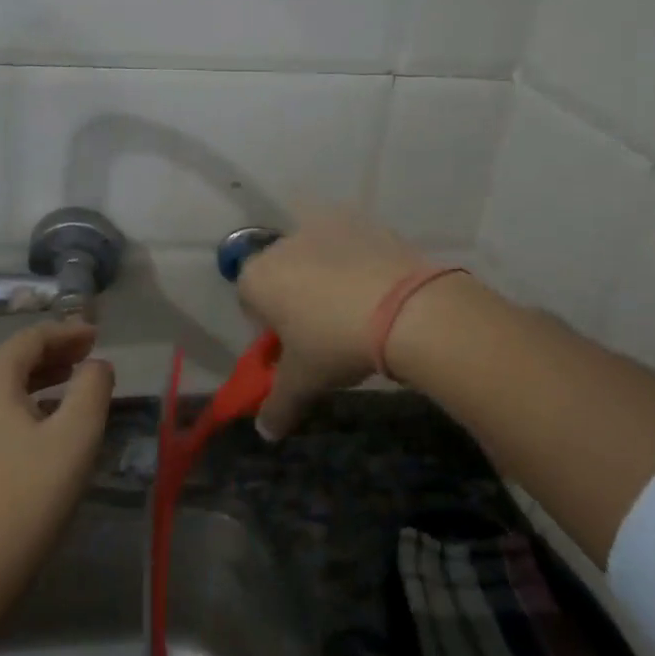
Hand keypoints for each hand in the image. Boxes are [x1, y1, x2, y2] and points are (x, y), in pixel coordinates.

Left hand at [0, 321, 114, 584]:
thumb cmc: (35, 488)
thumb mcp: (78, 431)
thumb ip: (93, 387)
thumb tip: (96, 366)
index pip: (29, 340)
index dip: (66, 333)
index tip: (97, 335)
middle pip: (13, 360)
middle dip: (54, 353)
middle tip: (89, 356)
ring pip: (4, 387)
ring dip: (41, 378)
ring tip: (75, 383)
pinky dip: (26, 403)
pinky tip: (50, 421)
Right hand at [236, 205, 427, 439]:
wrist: (406, 309)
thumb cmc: (334, 343)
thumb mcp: (303, 382)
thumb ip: (278, 405)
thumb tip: (266, 432)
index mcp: (258, 277)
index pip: (249, 299)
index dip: (267, 325)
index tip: (292, 346)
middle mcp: (284, 243)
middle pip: (282, 273)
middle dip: (296, 298)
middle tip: (323, 332)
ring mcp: (326, 227)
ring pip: (317, 258)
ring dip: (327, 280)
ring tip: (357, 314)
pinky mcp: (364, 223)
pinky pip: (352, 248)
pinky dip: (359, 266)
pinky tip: (380, 294)